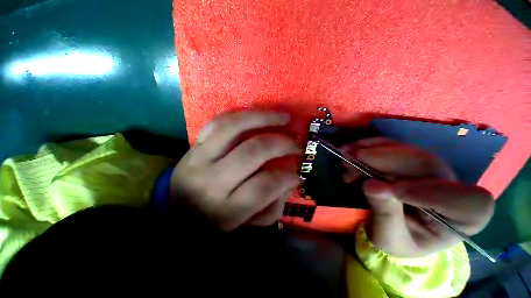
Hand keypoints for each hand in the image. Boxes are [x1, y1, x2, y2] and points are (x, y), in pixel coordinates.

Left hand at [170, 111, 299, 230]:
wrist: (178, 208)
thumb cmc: (215, 219)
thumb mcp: (245, 224)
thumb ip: (272, 207)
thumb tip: (289, 180)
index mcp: (226, 209)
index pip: (263, 187)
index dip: (286, 178)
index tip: (297, 173)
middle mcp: (212, 180)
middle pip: (252, 152)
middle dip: (281, 144)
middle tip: (295, 143)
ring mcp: (200, 157)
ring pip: (234, 127)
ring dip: (264, 118)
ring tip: (283, 117)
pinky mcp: (195, 143)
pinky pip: (220, 121)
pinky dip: (243, 115)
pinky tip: (259, 115)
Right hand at [342, 137, 494, 257]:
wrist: (392, 228)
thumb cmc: (398, 240)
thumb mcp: (389, 238)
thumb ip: (385, 214)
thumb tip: (372, 186)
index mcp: (463, 219)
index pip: (466, 201)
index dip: (430, 192)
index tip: (390, 190)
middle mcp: (453, 187)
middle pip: (428, 164)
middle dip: (385, 160)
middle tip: (352, 159)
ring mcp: (432, 169)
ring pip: (406, 150)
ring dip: (372, 151)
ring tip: (347, 158)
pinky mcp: (411, 159)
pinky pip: (392, 145)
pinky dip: (368, 145)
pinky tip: (352, 150)